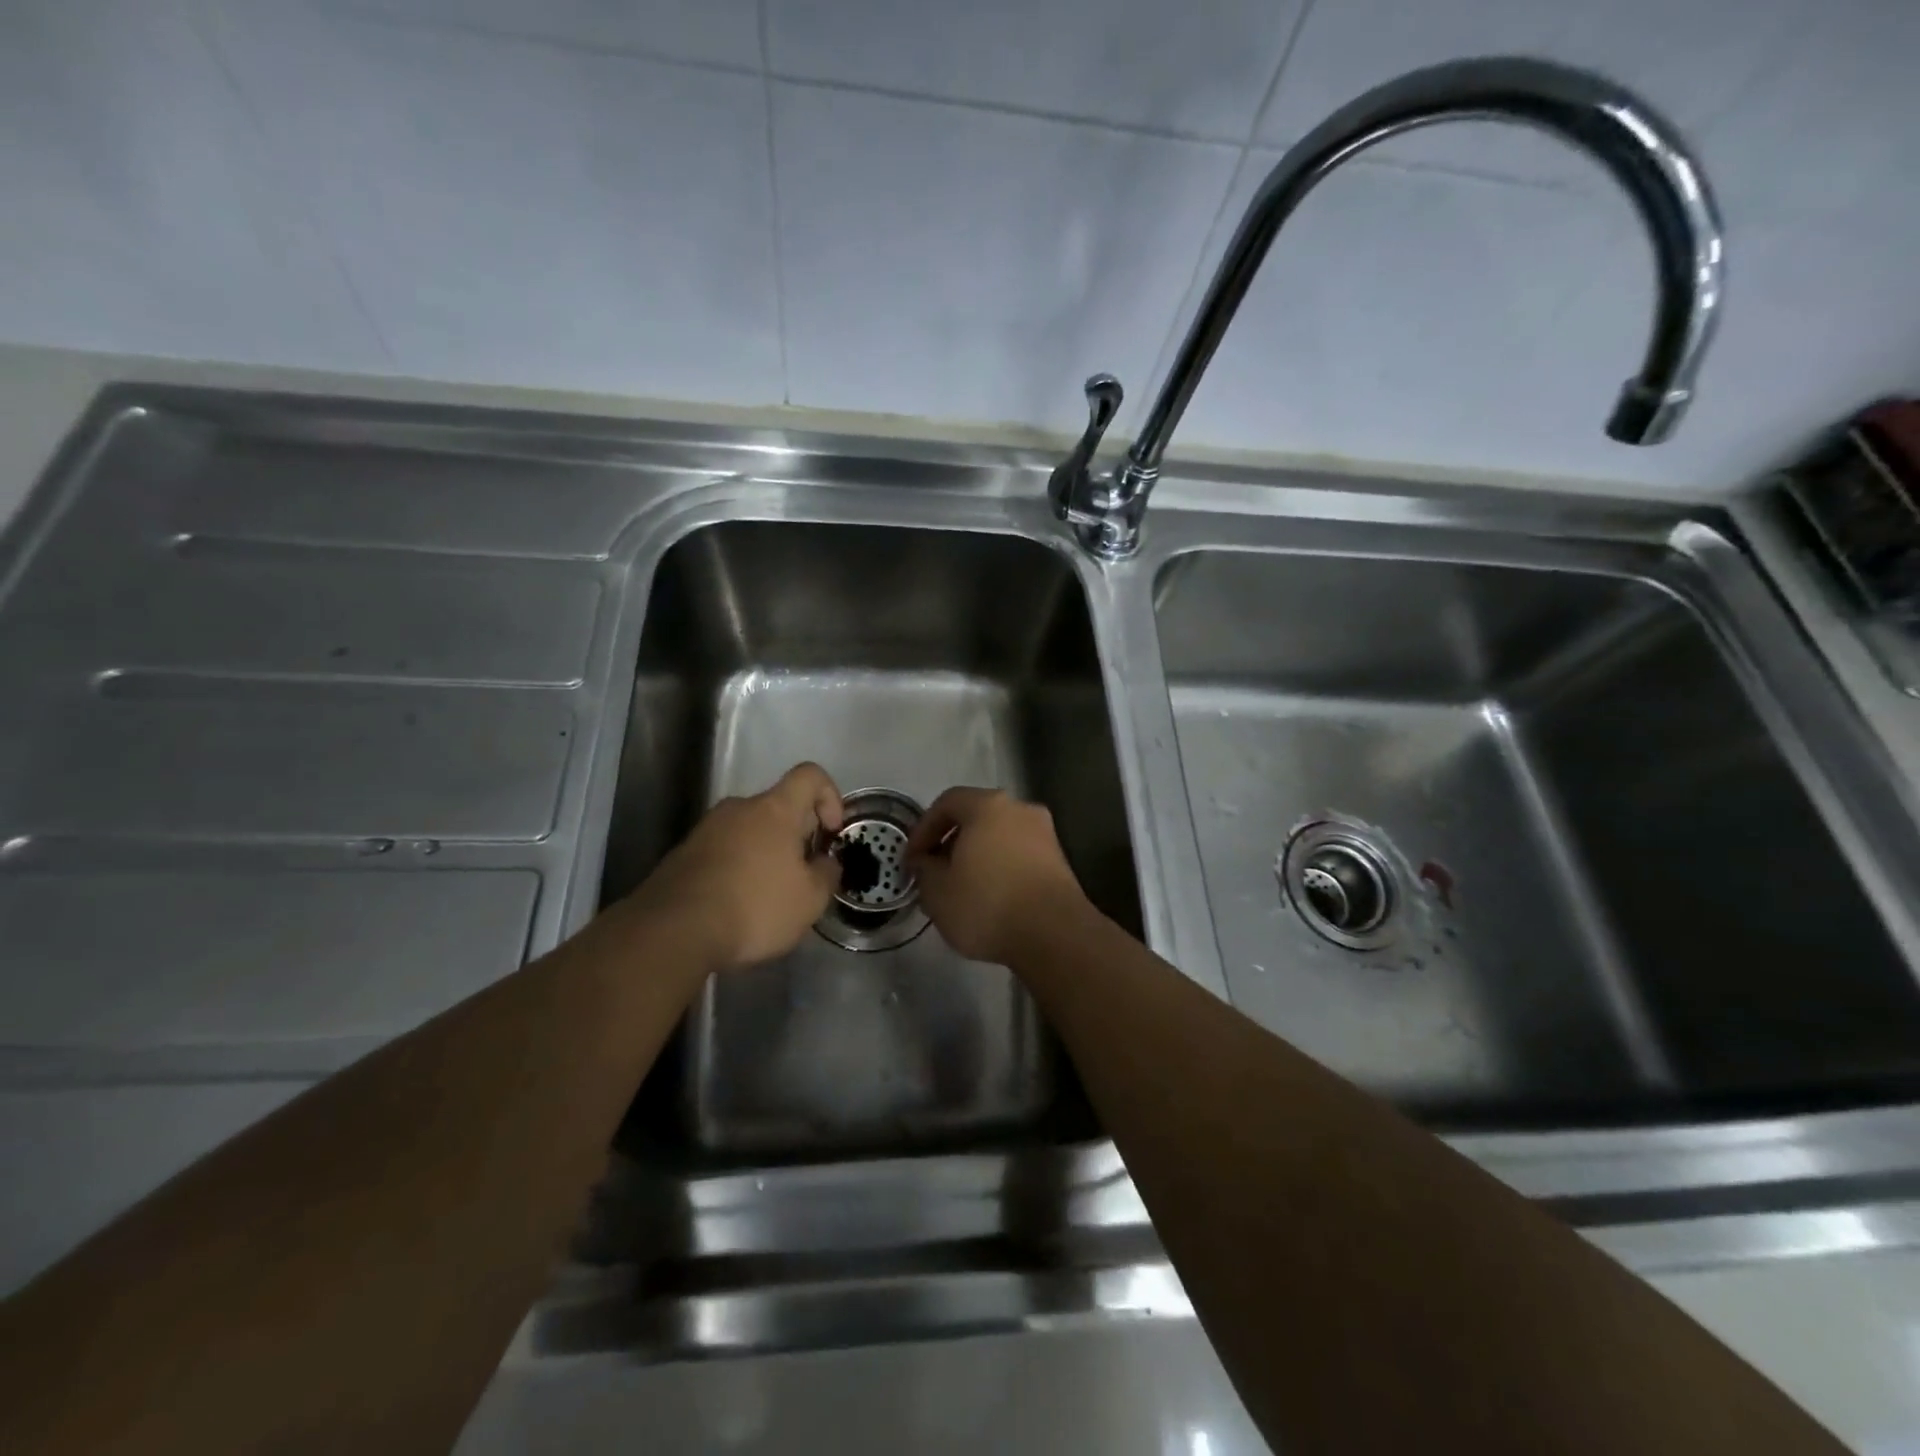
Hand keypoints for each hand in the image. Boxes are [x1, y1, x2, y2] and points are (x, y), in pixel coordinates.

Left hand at [629, 762, 843, 970]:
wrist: (672, 931)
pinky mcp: (682, 854)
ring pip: (748, 831)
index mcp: (774, 809)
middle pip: (778, 807)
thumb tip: (826, 862)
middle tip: (802, 875)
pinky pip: (723, 851)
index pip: (810, 775)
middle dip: (796, 836)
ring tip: (768, 896)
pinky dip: (737, 869)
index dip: (829, 796)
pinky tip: (736, 906)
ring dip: (764, 854)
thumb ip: (827, 874)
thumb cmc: (754, 906)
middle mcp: (738, 808)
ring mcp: (705, 829)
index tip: (831, 833)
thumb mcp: (810, 899)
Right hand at [904, 787, 1092, 964]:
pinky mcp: (1060, 861)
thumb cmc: (988, 904)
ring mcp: (1045, 834)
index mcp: (988, 806)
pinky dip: (1000, 869)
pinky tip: (991, 899)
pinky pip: (1019, 855)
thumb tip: (927, 862)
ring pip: (999, 837)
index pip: (946, 802)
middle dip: (951, 843)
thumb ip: (924, 869)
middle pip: (976, 817)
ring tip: (960, 890)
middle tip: (934, 874)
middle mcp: (1020, 809)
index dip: (923, 829)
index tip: (912, 859)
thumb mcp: (937, 891)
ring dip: (976, 857)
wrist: (1055, 934)